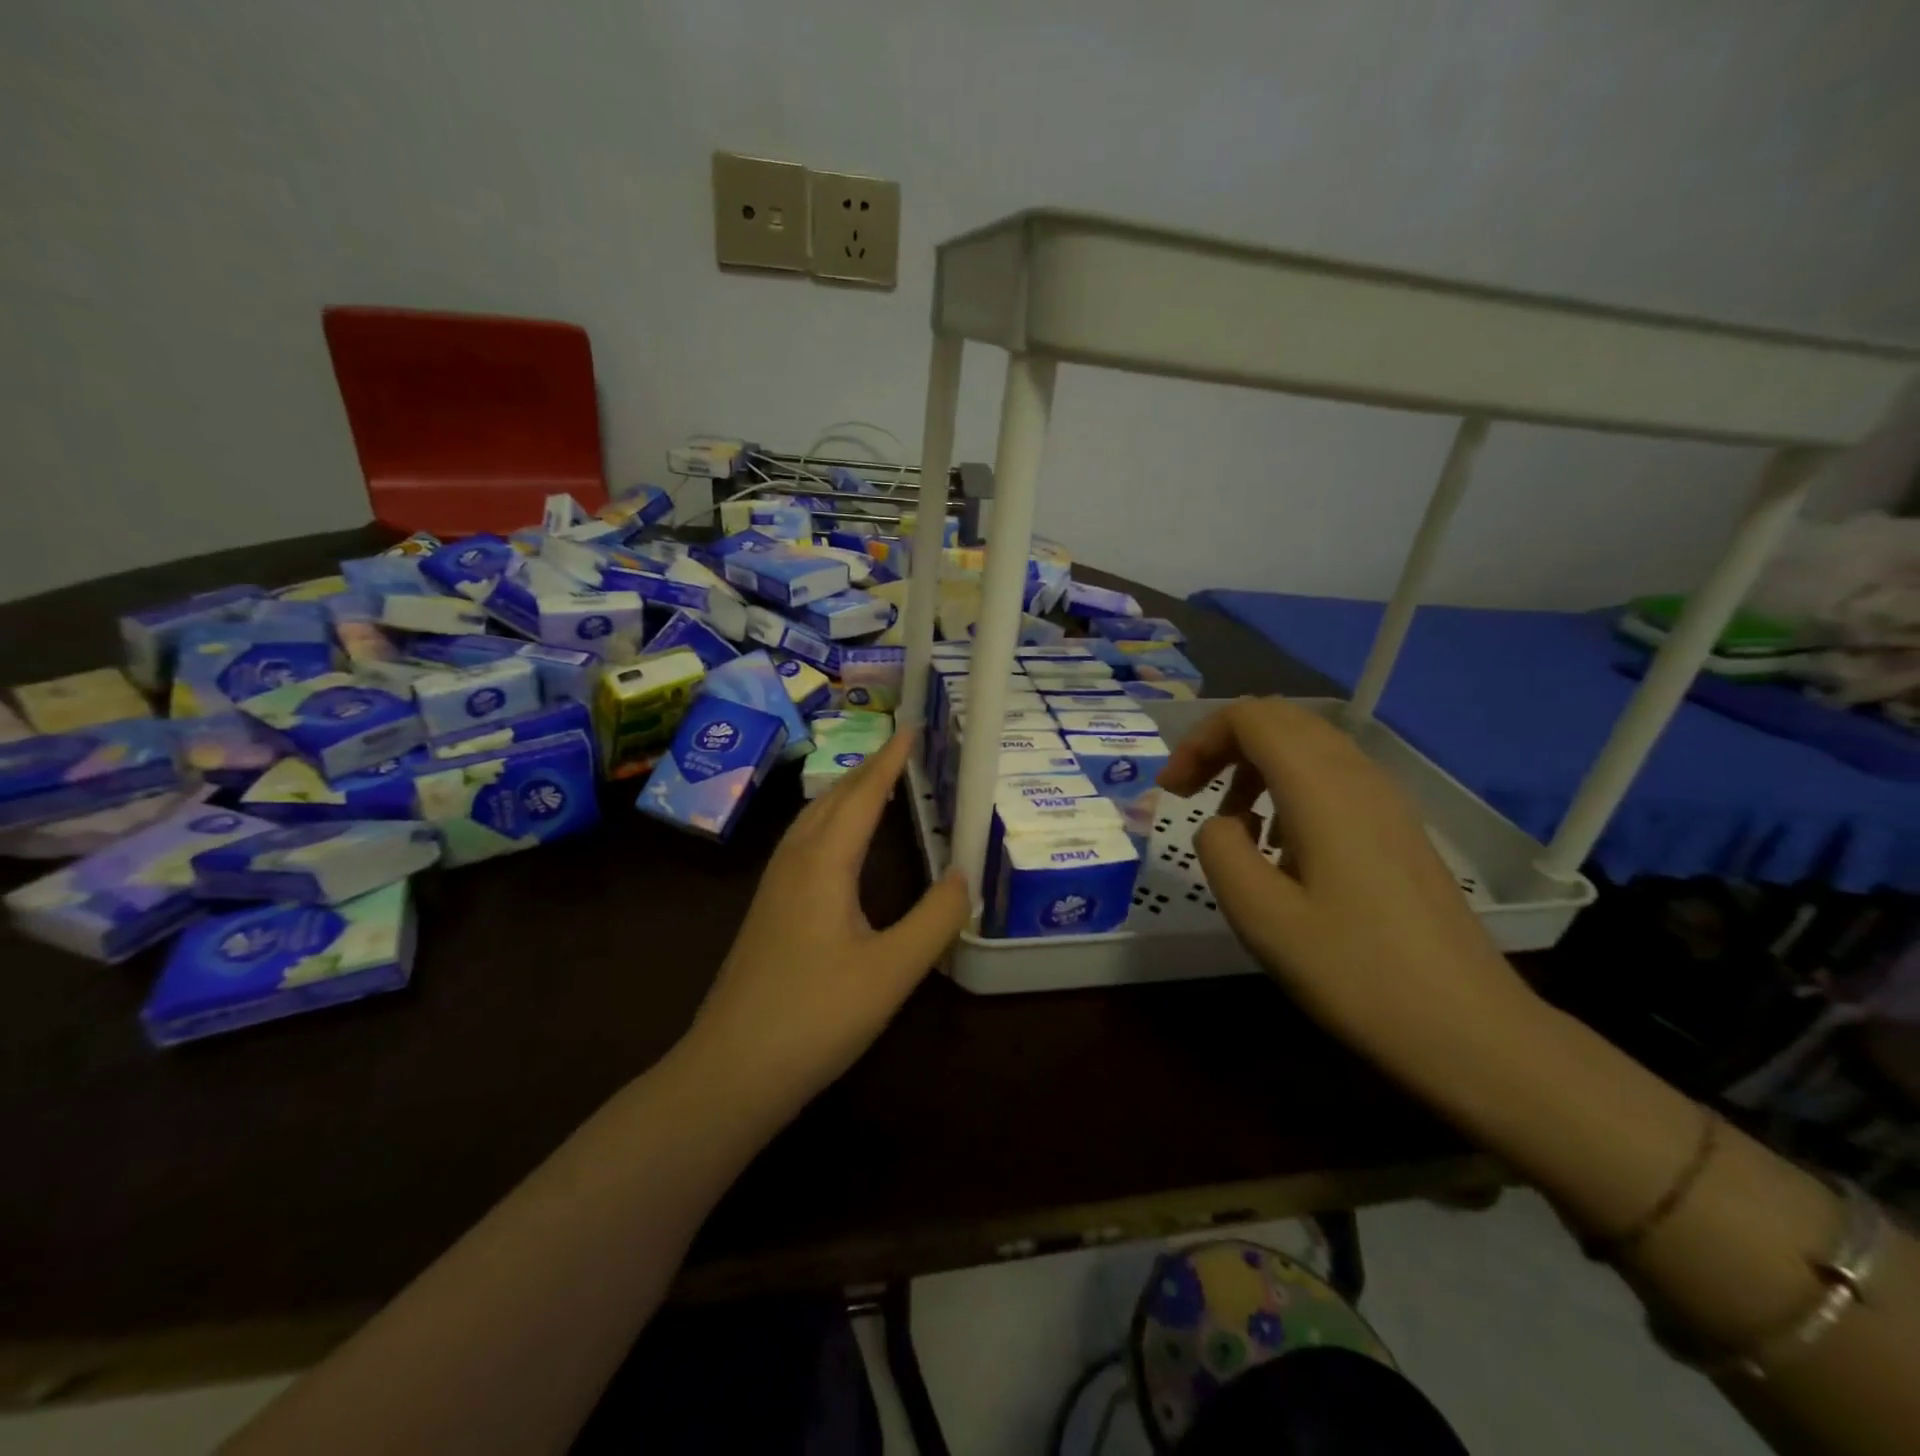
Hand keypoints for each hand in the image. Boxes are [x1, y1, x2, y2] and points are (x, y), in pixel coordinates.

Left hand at [686, 729, 968, 1115]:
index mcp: (823, 863)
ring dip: (845, 794)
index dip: (889, 761)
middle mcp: (794, 862)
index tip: (912, 728)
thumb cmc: (816, 1015)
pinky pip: (803, 844)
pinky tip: (838, 846)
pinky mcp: (768, 912)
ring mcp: (774, 887)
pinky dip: (830, 823)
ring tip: (874, 785)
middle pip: (832, 799)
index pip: (862, 795)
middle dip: (867, 770)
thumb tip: (966, 874)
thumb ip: (935, 919)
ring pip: (811, 820)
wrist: (732, 1070)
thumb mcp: (891, 971)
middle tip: (901, 751)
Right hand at [1157, 697, 1534, 1065]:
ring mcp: (1386, 800)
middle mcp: (1357, 776)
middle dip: (1223, 744)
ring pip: (1308, 744)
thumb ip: (1220, 850)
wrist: (1468, 1029)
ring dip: (1256, 765)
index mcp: (1320, 787)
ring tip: (1233, 822)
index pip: (1249, 717)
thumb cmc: (1354, 972)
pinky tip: (1282, 846)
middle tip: (1191, 793)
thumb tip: (1222, 824)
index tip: (1173, 792)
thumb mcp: (1261, 916)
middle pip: (1280, 719)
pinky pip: (1333, 776)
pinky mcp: (1398, 827)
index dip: (1199, 740)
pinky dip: (1289, 786)